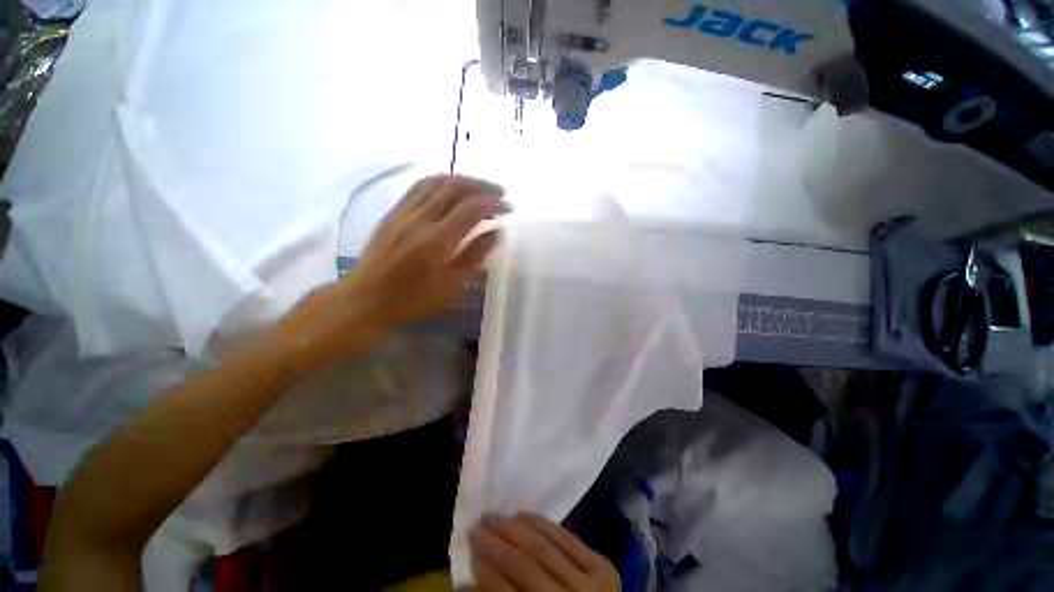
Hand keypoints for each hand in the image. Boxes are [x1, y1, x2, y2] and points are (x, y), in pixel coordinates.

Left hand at [274, 175, 504, 371]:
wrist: (365, 299)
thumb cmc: (412, 300)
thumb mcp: (451, 286)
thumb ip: (475, 255)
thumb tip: (498, 232)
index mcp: (437, 241)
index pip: (472, 209)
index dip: (494, 203)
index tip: (509, 207)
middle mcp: (420, 219)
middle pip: (455, 187)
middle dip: (482, 185)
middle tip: (500, 193)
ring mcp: (404, 212)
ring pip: (437, 181)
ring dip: (463, 180)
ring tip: (480, 188)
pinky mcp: (393, 211)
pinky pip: (419, 186)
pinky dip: (441, 181)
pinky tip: (451, 187)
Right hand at [470, 513, 619, 591]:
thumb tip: (466, 582)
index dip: (483, 570)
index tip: (467, 549)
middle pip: (524, 566)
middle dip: (495, 543)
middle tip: (477, 526)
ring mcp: (590, 584)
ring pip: (544, 547)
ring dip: (515, 529)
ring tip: (495, 517)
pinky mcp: (603, 567)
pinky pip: (567, 538)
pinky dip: (543, 524)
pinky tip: (524, 514)